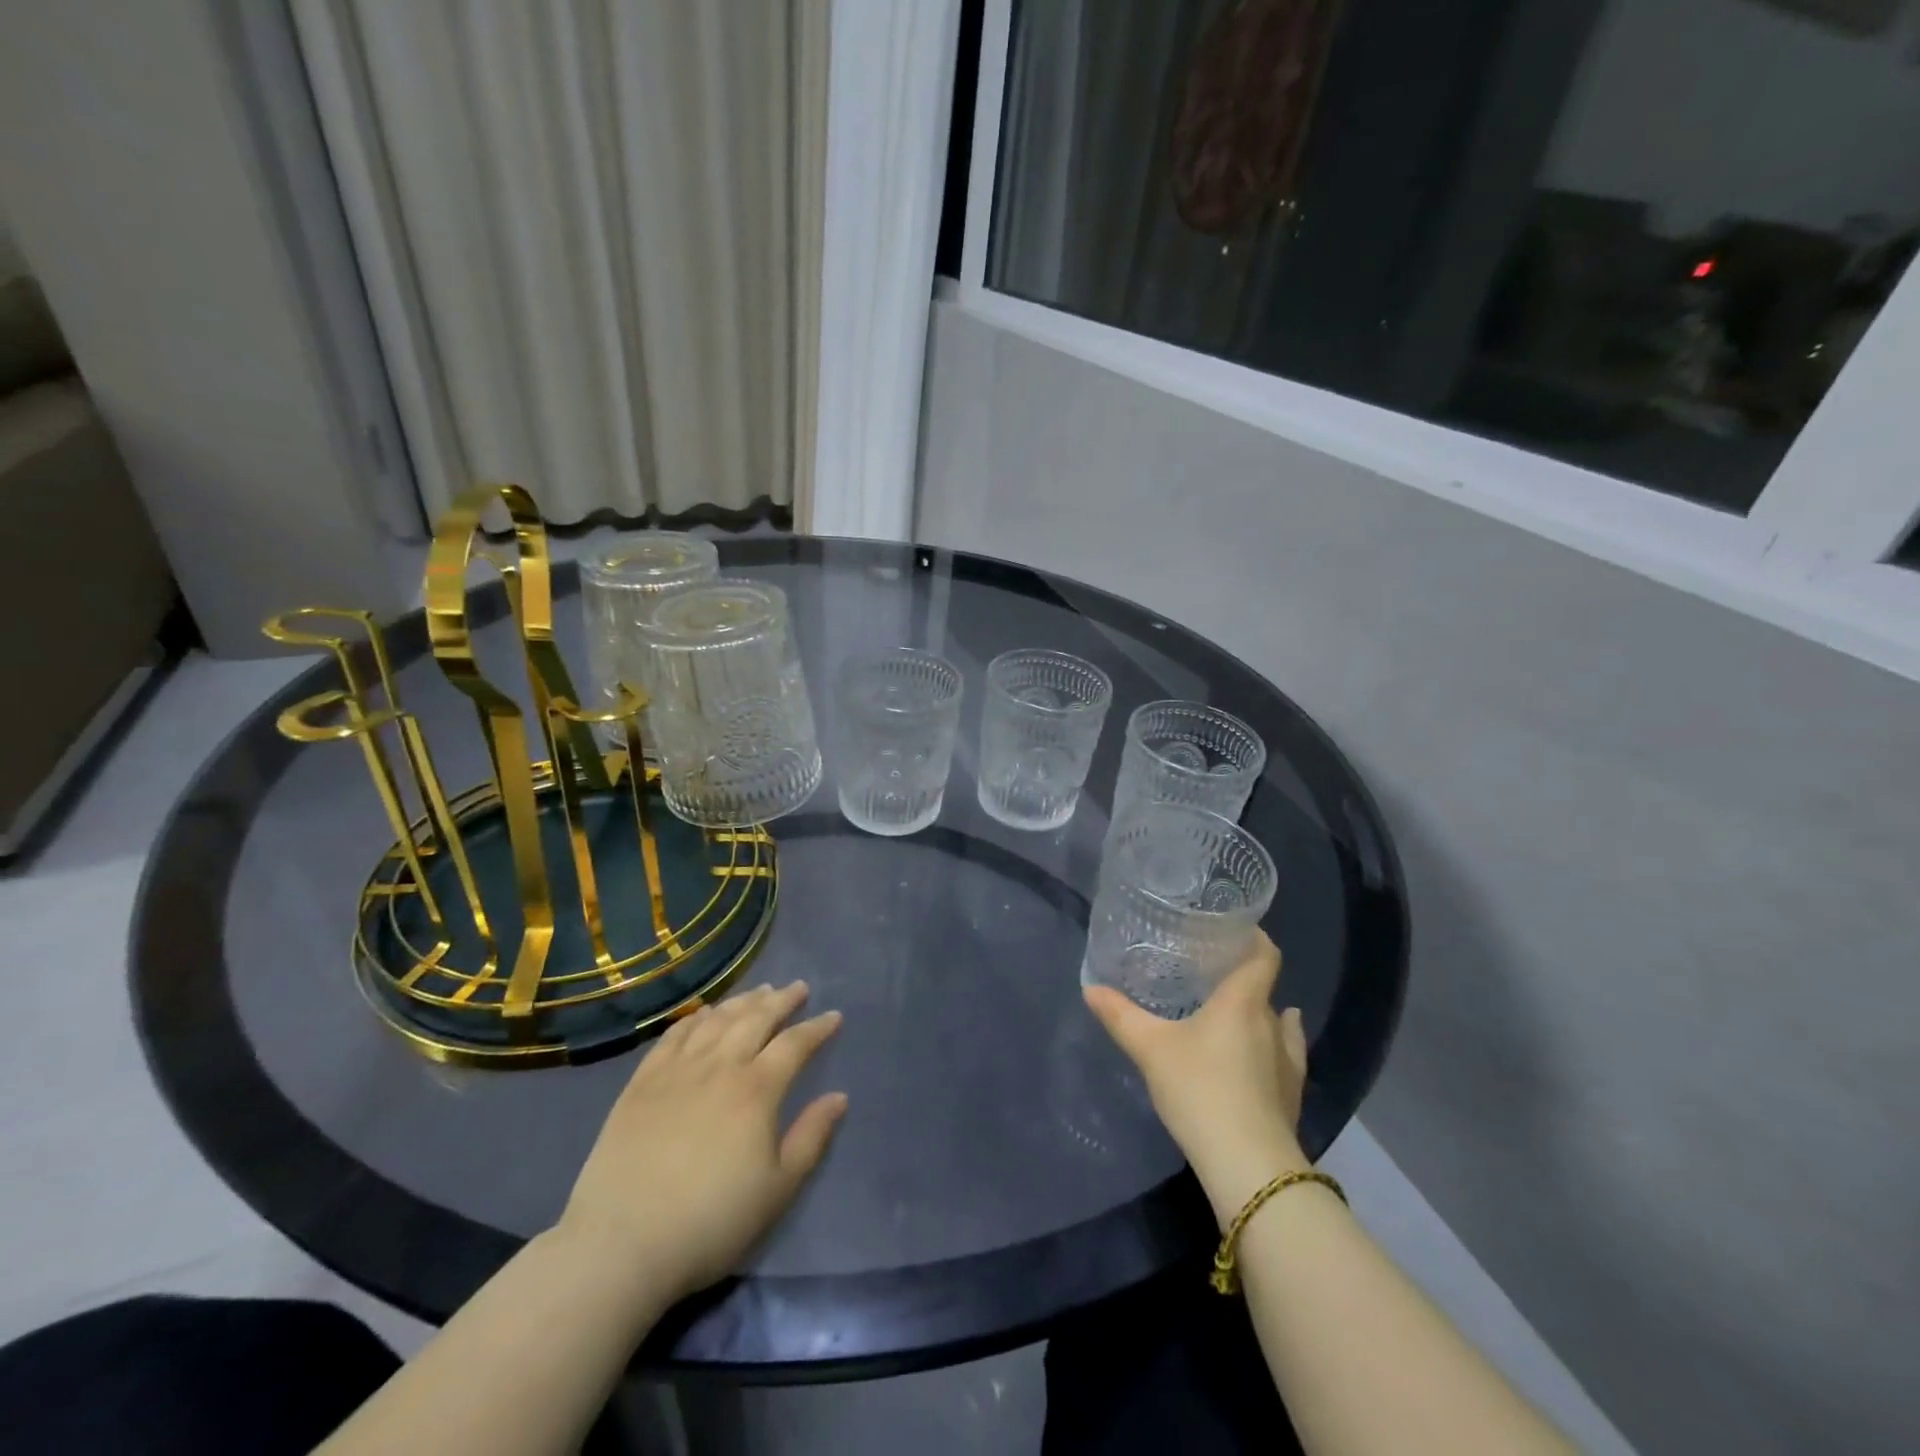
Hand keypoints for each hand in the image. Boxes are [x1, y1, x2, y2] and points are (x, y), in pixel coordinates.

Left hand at [557, 982, 846, 1303]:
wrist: (621, 1244)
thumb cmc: (711, 1221)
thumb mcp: (777, 1189)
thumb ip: (811, 1137)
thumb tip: (839, 1097)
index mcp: (757, 1089)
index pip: (795, 1044)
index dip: (817, 1027)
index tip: (833, 1016)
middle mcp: (720, 1066)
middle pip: (756, 1018)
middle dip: (781, 1000)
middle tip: (798, 988)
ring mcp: (677, 1070)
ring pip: (716, 1019)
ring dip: (742, 1001)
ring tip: (759, 991)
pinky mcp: (642, 1082)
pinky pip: (674, 1035)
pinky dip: (695, 1018)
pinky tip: (704, 1013)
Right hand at [1084, 933, 1308, 1226]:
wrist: (1248, 1164)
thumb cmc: (1200, 1089)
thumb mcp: (1150, 1049)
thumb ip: (1121, 1016)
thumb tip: (1090, 988)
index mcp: (1243, 1001)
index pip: (1264, 955)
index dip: (1254, 938)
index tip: (1234, 930)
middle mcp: (1272, 1023)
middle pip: (1263, 988)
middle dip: (1241, 978)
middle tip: (1207, 975)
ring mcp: (1288, 1061)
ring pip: (1276, 1023)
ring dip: (1259, 1014)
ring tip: (1232, 1011)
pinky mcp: (1291, 1094)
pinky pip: (1284, 1056)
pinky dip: (1271, 1047)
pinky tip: (1262, 1053)